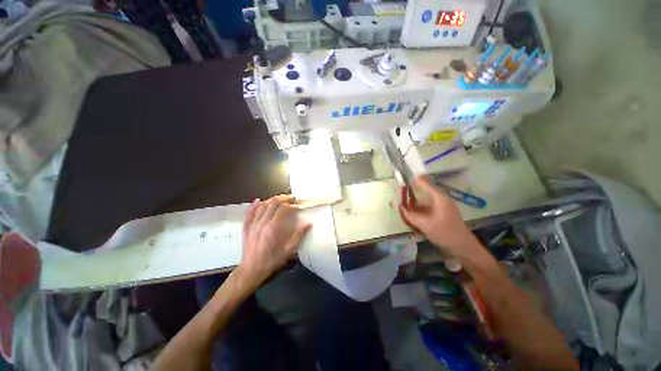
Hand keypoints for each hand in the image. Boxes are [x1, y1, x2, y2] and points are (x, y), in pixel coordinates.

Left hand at [237, 195, 311, 287]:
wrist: (251, 270)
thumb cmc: (271, 261)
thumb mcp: (288, 250)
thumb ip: (299, 235)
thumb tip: (308, 224)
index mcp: (273, 227)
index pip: (283, 208)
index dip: (292, 205)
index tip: (298, 207)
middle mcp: (262, 222)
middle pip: (273, 203)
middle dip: (283, 198)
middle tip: (292, 199)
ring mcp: (253, 224)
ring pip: (262, 205)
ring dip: (272, 199)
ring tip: (280, 199)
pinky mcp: (247, 227)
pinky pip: (249, 212)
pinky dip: (254, 205)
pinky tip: (258, 201)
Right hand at [400, 176, 482, 258]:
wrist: (462, 246)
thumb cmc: (443, 232)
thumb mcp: (423, 224)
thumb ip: (409, 214)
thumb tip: (398, 206)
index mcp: (439, 198)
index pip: (425, 183)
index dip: (415, 181)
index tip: (404, 179)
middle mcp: (442, 199)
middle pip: (426, 190)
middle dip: (414, 190)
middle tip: (402, 191)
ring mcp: (444, 206)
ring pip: (427, 199)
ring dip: (416, 200)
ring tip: (405, 202)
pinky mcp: (444, 212)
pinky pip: (430, 206)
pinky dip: (421, 207)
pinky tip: (413, 211)